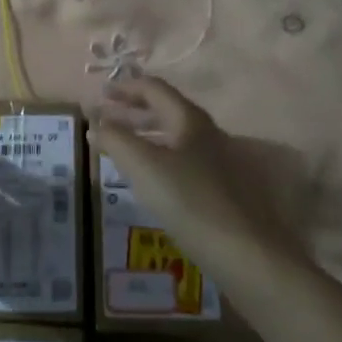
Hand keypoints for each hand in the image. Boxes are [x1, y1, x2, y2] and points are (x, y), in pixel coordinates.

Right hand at [93, 78, 298, 276]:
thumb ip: (116, 140)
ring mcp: (217, 163)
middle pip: (167, 111)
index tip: (100, 94)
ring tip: (121, 146)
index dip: (125, 87)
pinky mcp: (220, 191)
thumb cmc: (190, 201)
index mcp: (190, 120)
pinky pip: (181, 162)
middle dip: (134, 110)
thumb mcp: (144, 167)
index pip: (155, 89)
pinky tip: (147, 180)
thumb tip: (95, 124)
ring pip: (174, 138)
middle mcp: (207, 134)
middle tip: (107, 116)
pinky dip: (157, 158)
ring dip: (145, 135)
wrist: (246, 255)